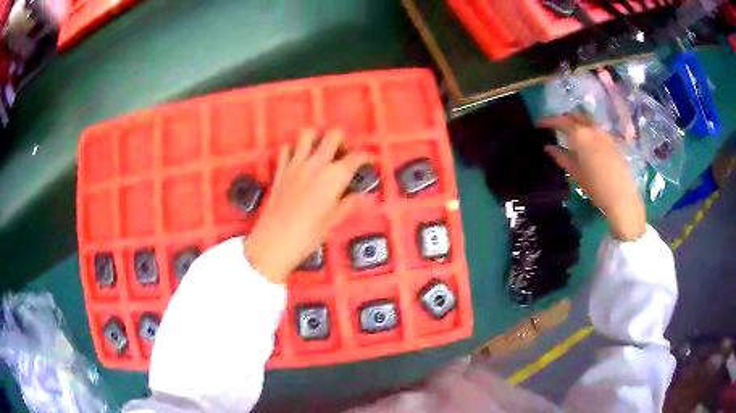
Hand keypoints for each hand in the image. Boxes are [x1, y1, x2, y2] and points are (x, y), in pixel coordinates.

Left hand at [244, 129, 371, 283]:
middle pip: (334, 135)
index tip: (371, 159)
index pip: (357, 157)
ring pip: (308, 134)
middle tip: (343, 154)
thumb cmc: (309, 233)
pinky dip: (293, 149)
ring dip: (317, 138)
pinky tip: (298, 159)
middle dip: (342, 140)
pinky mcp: (280, 168)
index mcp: (335, 175)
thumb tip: (361, 197)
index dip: (367, 156)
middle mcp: (317, 163)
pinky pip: (287, 148)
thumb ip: (348, 203)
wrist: (276, 239)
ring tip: (320, 151)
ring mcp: (296, 163)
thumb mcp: (334, 220)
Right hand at [539, 114, 645, 241]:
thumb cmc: (595, 186)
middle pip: (574, 116)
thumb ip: (560, 157)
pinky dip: (587, 130)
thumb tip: (548, 147)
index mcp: (580, 135)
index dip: (548, 121)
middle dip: (563, 119)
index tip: (538, 124)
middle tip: (554, 127)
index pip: (560, 121)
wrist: (621, 196)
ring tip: (570, 134)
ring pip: (586, 120)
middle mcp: (591, 128)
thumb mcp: (575, 173)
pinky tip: (586, 142)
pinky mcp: (612, 140)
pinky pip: (596, 129)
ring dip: (576, 123)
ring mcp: (604, 132)